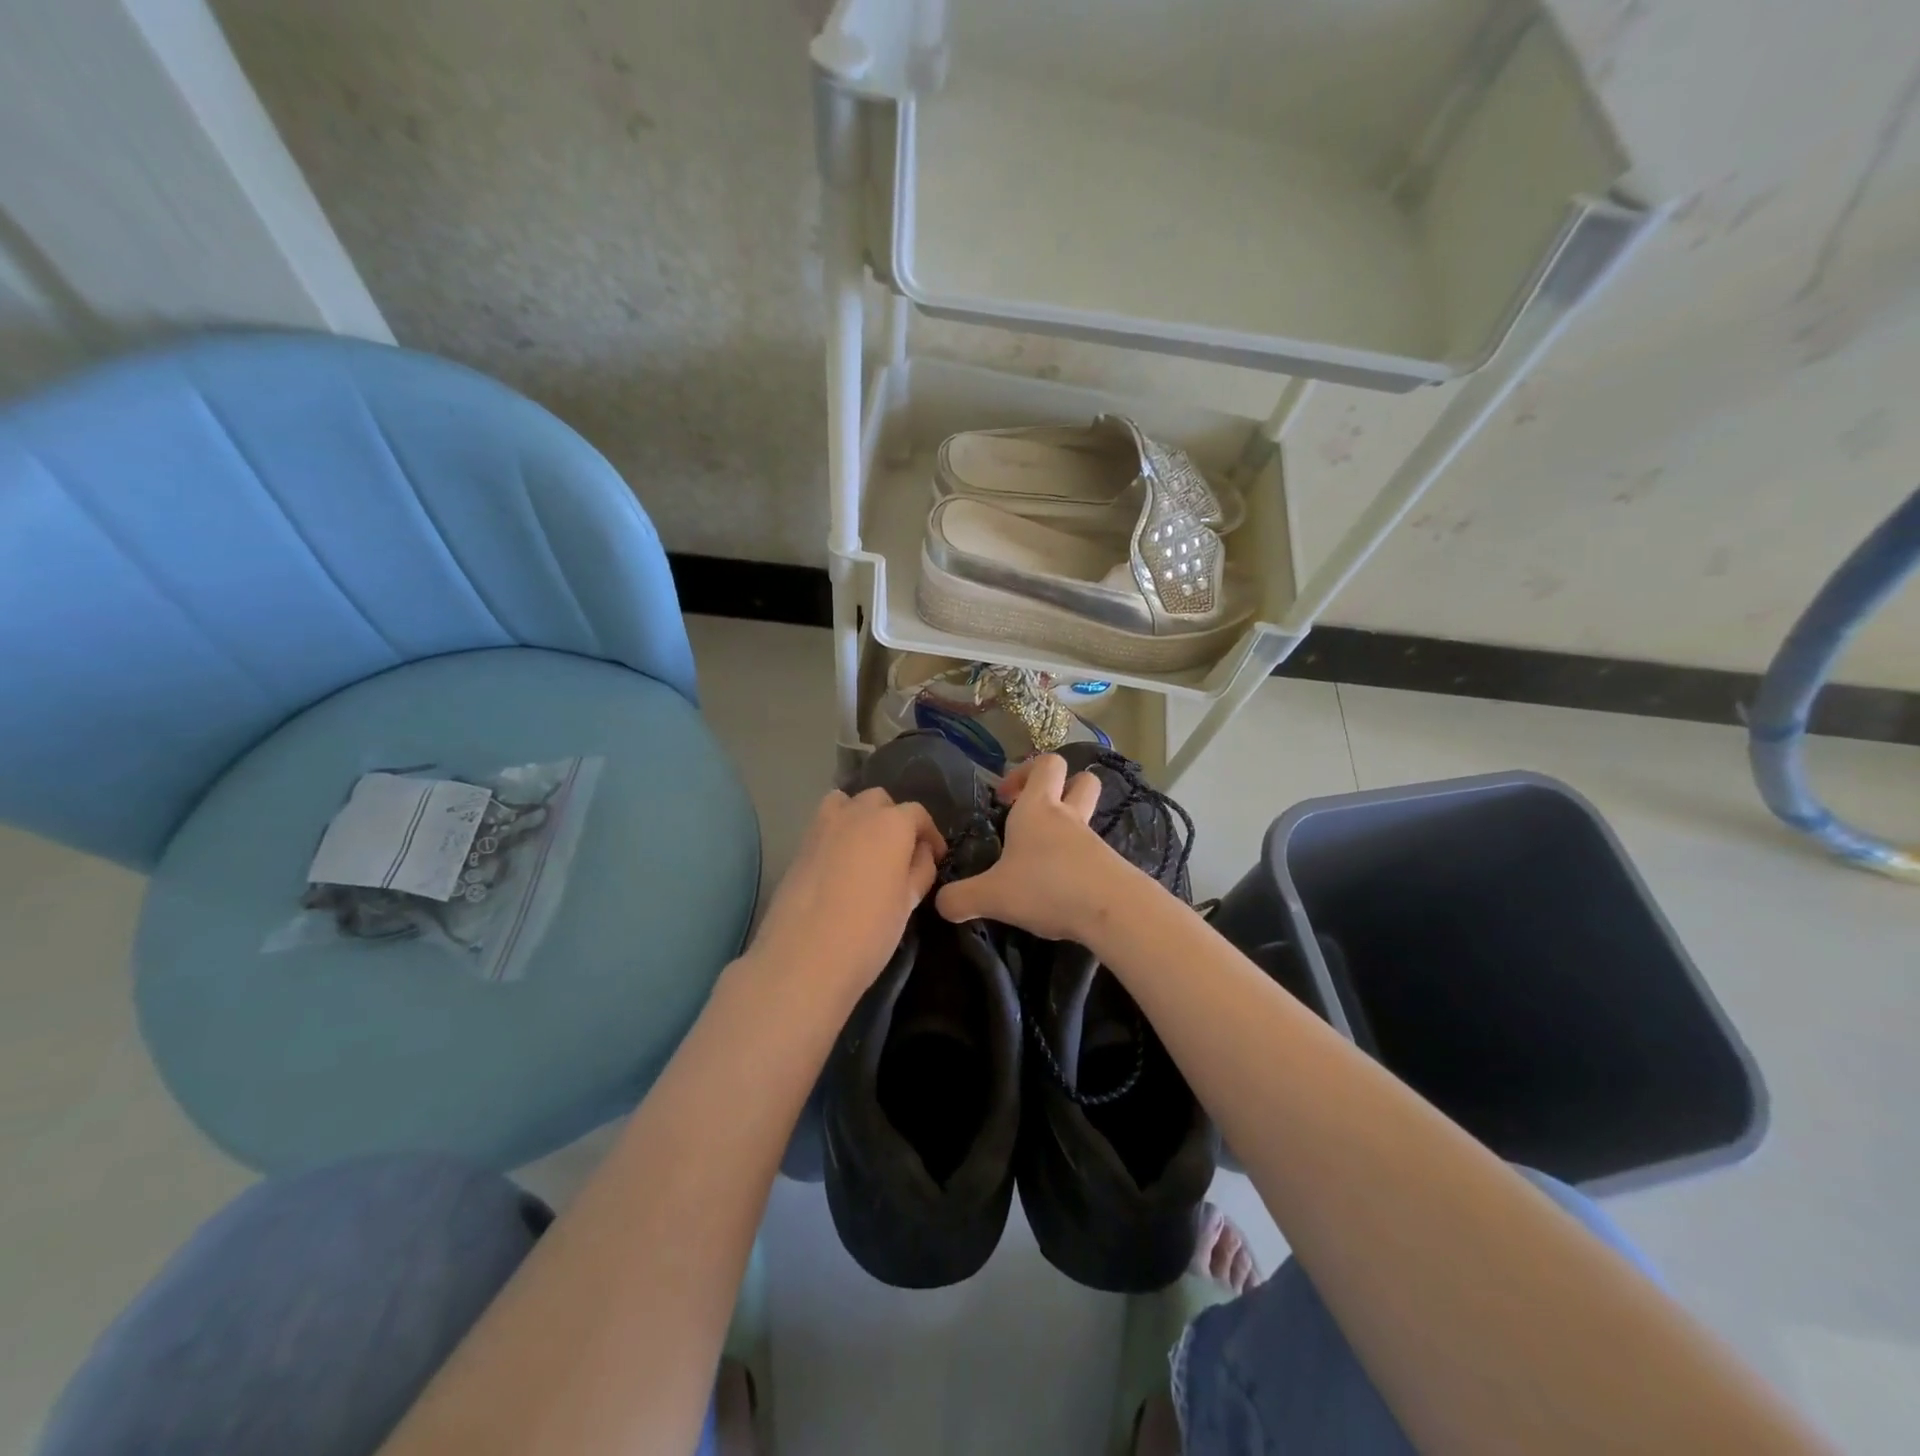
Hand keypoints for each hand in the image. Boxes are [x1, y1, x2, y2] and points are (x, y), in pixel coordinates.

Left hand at [744, 787, 945, 998]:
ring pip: (847, 803)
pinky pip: (824, 824)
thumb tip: (921, 853)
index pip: (917, 813)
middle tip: (901, 854)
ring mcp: (822, 826)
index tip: (936, 857)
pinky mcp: (799, 845)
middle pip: (880, 801)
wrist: (804, 957)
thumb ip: (920, 869)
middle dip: (895, 819)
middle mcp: (856, 813)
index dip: (930, 834)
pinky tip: (841, 864)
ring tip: (867, 850)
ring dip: (861, 817)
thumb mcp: (908, 902)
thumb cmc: (869, 931)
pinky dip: (837, 832)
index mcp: (891, 823)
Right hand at [935, 755, 1129, 942]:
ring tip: (1042, 861)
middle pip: (1080, 780)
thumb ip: (961, 898)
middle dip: (1061, 788)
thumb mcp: (992, 896)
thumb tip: (940, 904)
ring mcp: (1093, 841)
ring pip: (1086, 818)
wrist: (1112, 911)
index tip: (1005, 797)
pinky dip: (1077, 863)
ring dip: (1067, 830)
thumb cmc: (1046, 887)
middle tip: (1034, 814)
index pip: (1045, 764)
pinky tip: (1061, 889)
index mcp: (1038, 808)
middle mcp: (1068, 817)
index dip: (1025, 771)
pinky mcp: (1110, 867)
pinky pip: (1093, 853)